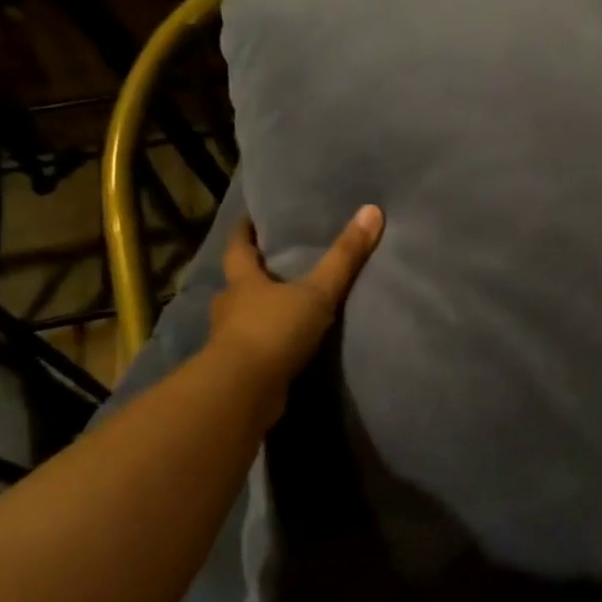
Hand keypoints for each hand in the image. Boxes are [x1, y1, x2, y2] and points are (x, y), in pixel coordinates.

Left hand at [209, 205, 383, 421]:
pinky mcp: (238, 370)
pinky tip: (286, 346)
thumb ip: (344, 258)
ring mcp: (229, 341)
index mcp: (243, 283)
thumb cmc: (274, 331)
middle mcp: (230, 307)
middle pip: (238, 284)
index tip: (250, 220)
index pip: (238, 248)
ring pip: (243, 318)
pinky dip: (267, 344)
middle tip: (274, 265)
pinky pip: (253, 349)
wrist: (243, 391)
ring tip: (285, 307)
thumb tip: (372, 211)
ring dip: (259, 313)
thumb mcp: (317, 292)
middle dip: (253, 275)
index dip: (244, 233)